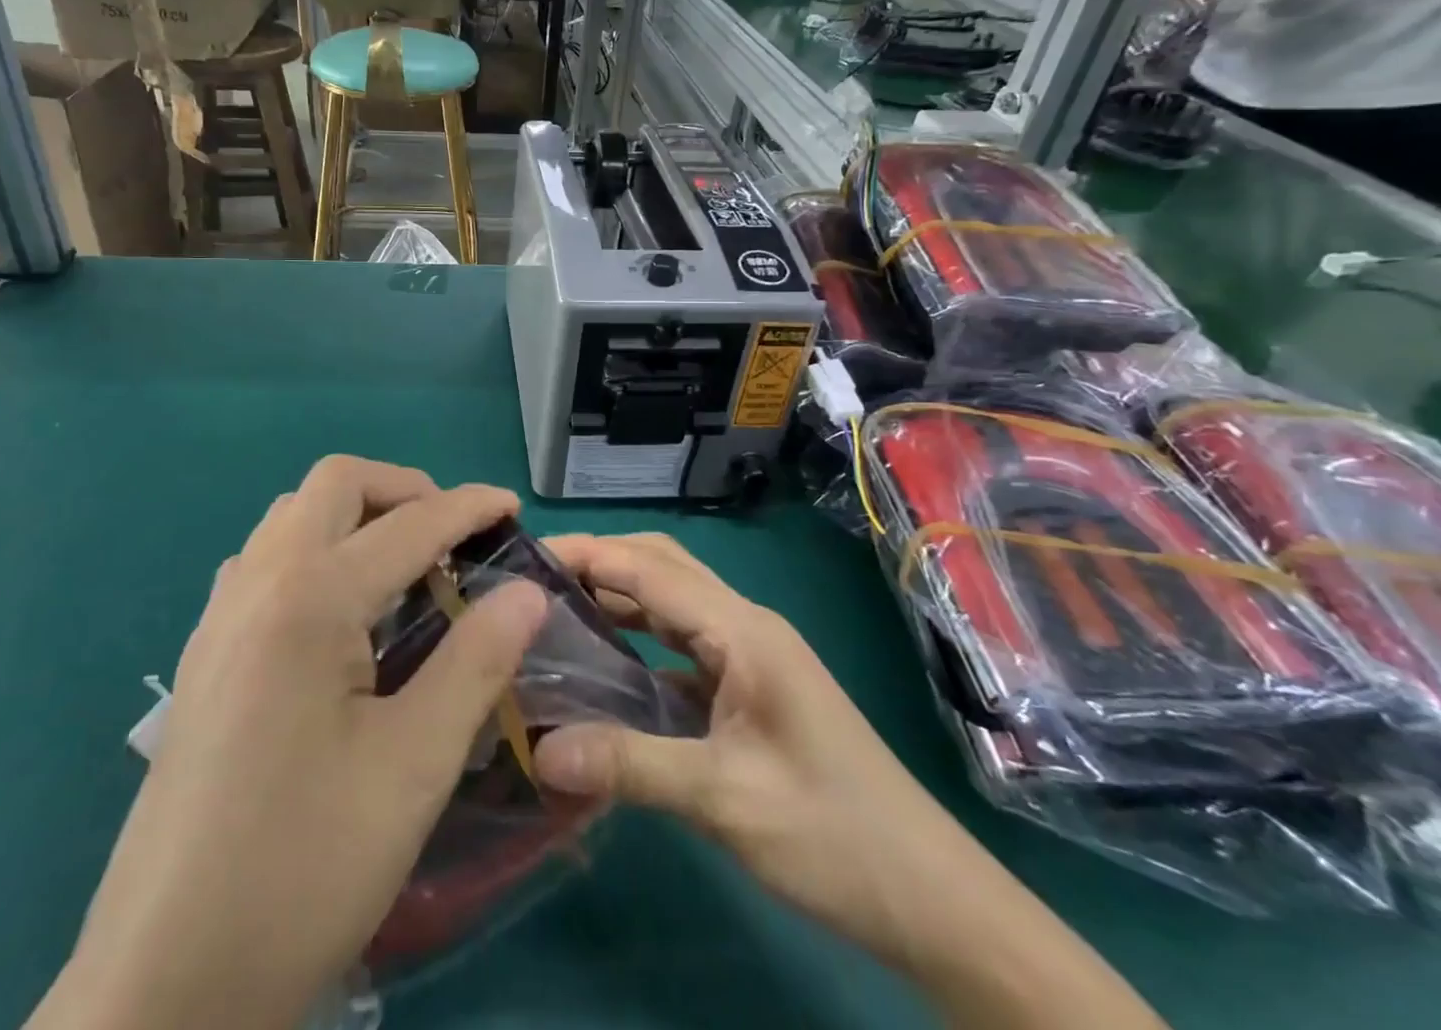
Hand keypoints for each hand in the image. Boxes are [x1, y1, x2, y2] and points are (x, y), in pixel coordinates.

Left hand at [32, 458, 548, 1029]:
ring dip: (355, 517)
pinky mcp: (204, 653)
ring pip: (292, 516)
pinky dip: (315, 551)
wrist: (164, 982)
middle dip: (403, 490)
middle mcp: (257, 584)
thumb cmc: (303, 867)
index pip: (408, 524)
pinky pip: (264, 560)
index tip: (512, 507)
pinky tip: (340, 615)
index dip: (468, 507)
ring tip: (403, 569)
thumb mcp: (413, 766)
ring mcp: (220, 616)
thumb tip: (526, 592)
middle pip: (335, 484)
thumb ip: (476, 663)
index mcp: (309, 599)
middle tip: (452, 537)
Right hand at [528, 531, 987, 968]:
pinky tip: (604, 664)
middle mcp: (744, 625)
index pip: (648, 568)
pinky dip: (637, 636)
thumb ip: (631, 766)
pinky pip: (680, 641)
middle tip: (532, 581)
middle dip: (599, 561)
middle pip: (660, 566)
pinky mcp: (748, 685)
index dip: (586, 554)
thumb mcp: (726, 800)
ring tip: (553, 609)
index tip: (524, 558)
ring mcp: (749, 654)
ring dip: (617, 594)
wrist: (930, 898)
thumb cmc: (833, 836)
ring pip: (670, 600)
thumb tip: (541, 750)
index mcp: (742, 630)